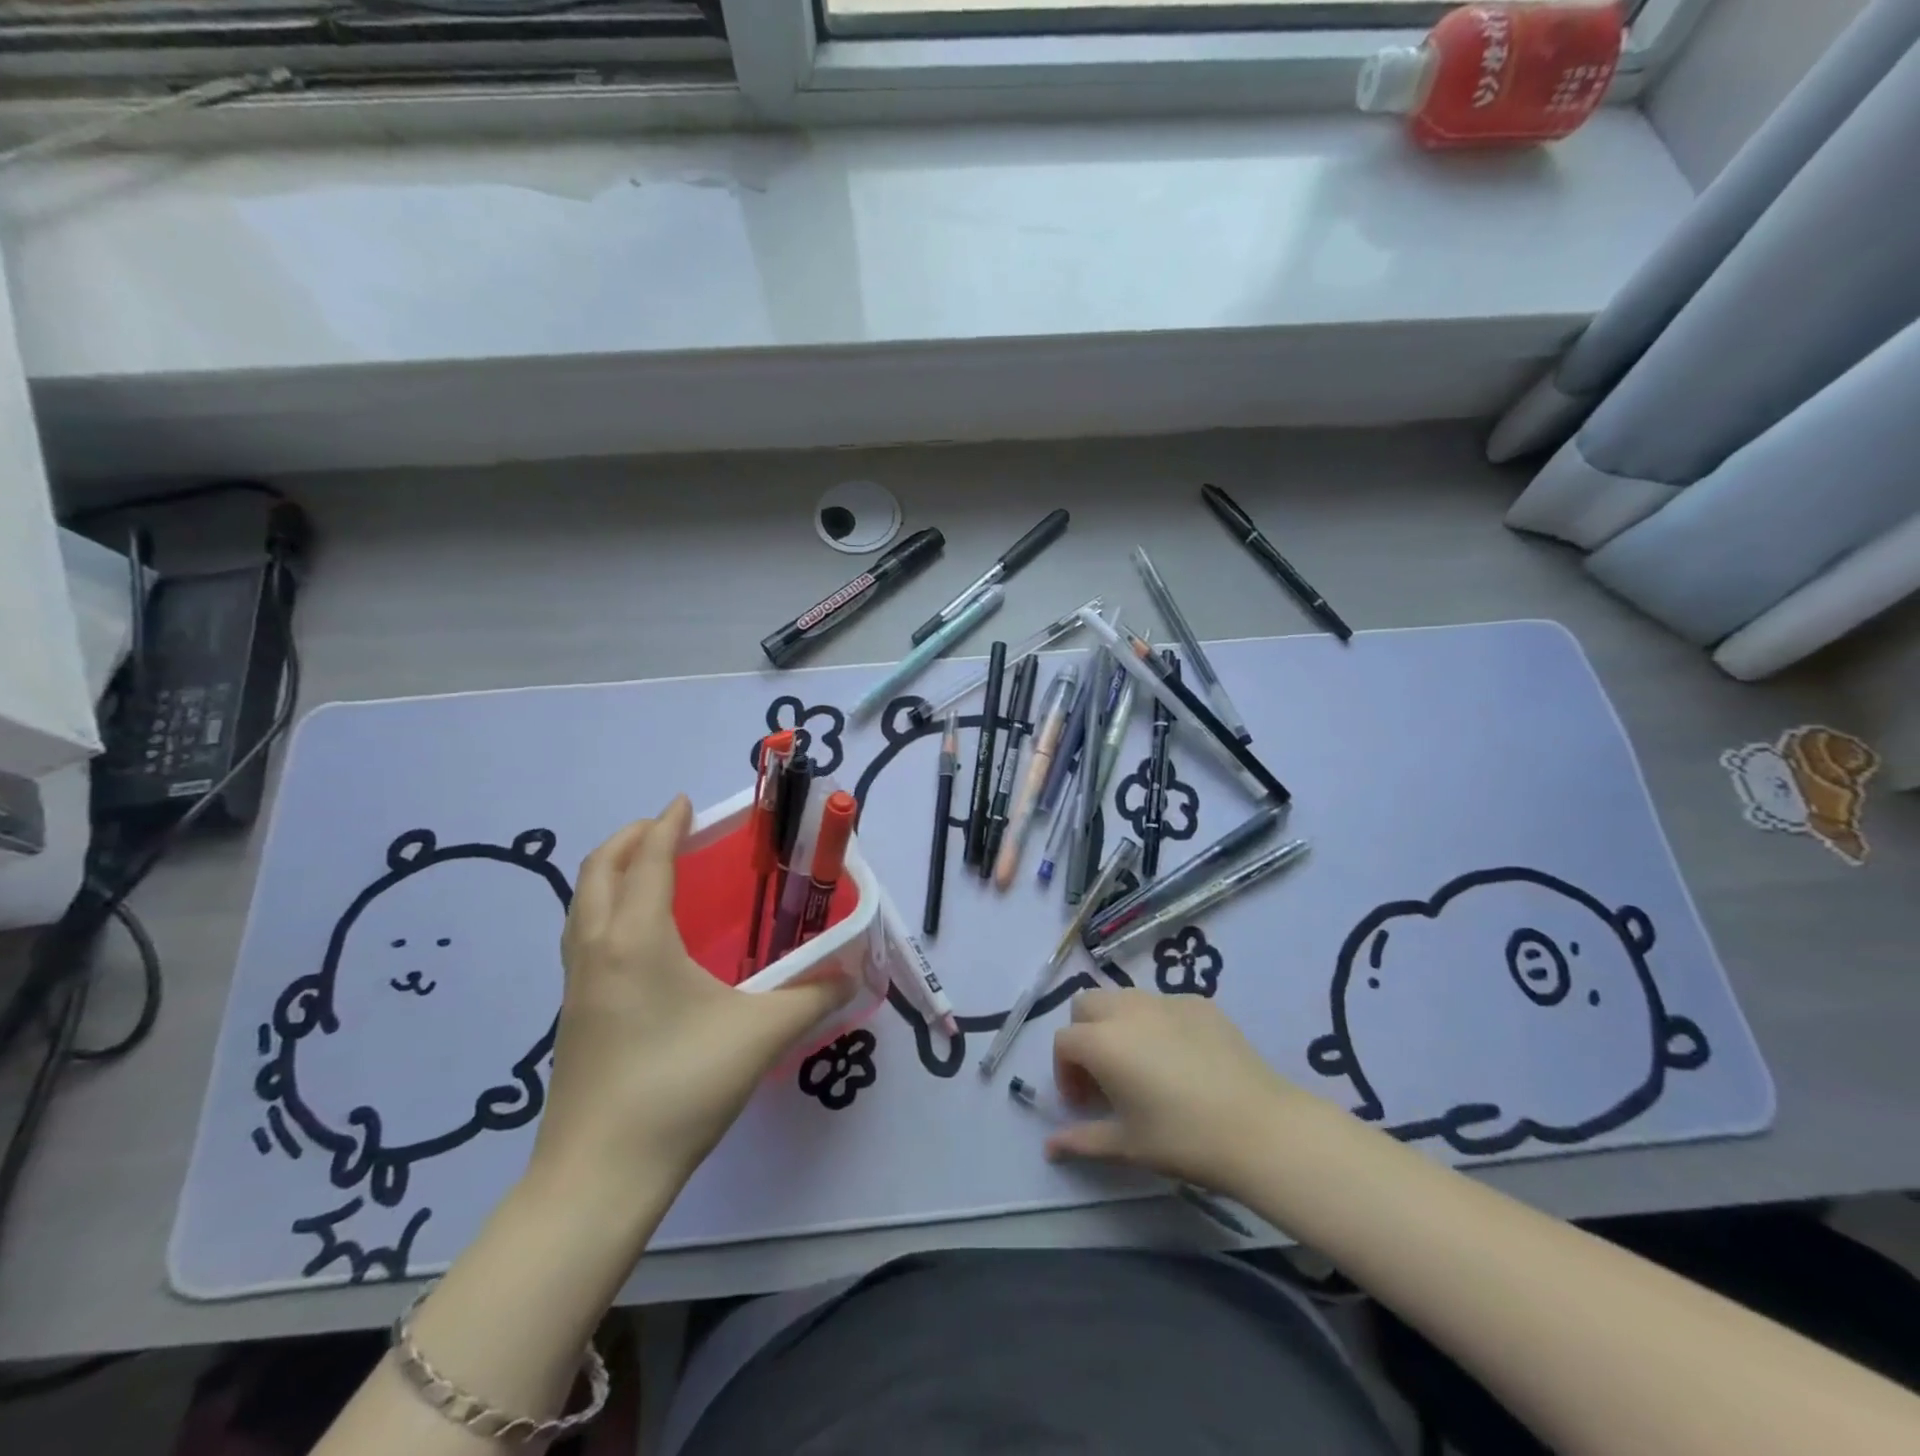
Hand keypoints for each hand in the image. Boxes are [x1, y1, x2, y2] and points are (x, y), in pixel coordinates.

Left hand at [529, 797, 852, 1203]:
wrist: (600, 1176)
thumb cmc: (680, 1087)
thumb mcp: (760, 1035)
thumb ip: (813, 996)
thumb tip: (852, 974)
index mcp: (637, 939)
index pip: (650, 860)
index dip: (668, 825)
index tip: (687, 803)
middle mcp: (598, 948)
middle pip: (601, 870)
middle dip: (633, 838)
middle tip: (670, 829)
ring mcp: (577, 983)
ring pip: (583, 902)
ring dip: (613, 871)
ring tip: (652, 870)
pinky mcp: (572, 1013)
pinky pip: (583, 934)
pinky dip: (605, 907)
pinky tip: (640, 937)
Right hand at [1046, 988, 1318, 1192]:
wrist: (1260, 1128)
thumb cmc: (1183, 1139)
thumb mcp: (1127, 1145)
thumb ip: (1082, 1140)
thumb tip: (1049, 1146)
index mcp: (1102, 1041)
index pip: (1064, 1041)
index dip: (1065, 1072)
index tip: (1083, 1104)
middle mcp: (1127, 1009)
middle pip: (1087, 1004)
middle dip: (1084, 1034)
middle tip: (1103, 1075)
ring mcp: (1165, 1000)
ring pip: (1124, 998)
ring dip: (1118, 1024)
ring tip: (1140, 1064)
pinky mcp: (1199, 1002)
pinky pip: (1163, 1005)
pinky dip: (1157, 1024)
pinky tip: (1181, 1060)